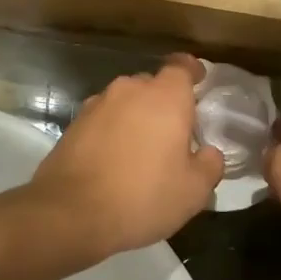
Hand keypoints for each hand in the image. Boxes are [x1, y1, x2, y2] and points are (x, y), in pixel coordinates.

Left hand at [31, 54, 224, 258]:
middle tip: (174, 132)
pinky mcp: (73, 124)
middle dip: (164, 102)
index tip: (199, 81)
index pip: (181, 66)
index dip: (192, 71)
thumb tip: (208, 152)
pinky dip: (112, 131)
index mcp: (165, 97)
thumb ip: (209, 164)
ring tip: (142, 149)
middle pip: (152, 84)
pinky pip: (103, 119)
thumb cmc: (143, 197)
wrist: (71, 213)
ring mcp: (96, 105)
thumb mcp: (193, 191)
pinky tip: (115, 160)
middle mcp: (128, 90)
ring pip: (124, 102)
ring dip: (135, 117)